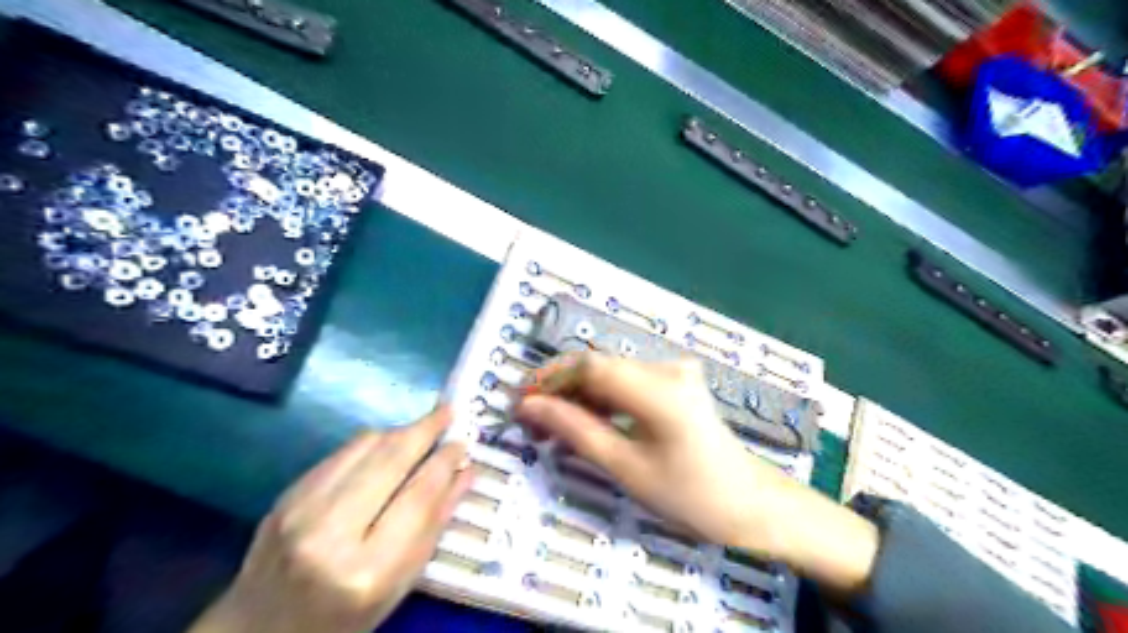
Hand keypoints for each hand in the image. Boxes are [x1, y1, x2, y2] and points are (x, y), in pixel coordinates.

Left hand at [191, 407, 472, 632]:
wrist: (262, 630)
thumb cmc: (345, 617)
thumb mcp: (399, 586)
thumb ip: (434, 525)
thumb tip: (464, 472)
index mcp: (366, 570)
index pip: (418, 496)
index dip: (444, 463)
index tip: (463, 442)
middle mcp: (329, 533)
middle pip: (389, 460)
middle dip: (424, 430)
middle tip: (448, 412)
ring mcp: (300, 509)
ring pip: (363, 447)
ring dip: (399, 431)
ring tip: (423, 427)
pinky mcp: (286, 494)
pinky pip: (341, 452)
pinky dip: (371, 442)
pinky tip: (388, 444)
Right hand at [517, 354, 881, 594]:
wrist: (748, 503)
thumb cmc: (689, 495)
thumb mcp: (625, 467)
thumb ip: (575, 430)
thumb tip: (530, 407)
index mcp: (658, 388)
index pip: (589, 366)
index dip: (549, 379)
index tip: (520, 402)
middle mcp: (667, 367)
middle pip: (599, 366)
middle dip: (560, 389)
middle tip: (531, 419)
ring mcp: (675, 372)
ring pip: (611, 374)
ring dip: (579, 395)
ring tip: (552, 425)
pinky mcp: (676, 382)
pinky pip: (628, 383)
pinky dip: (602, 399)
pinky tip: (585, 421)